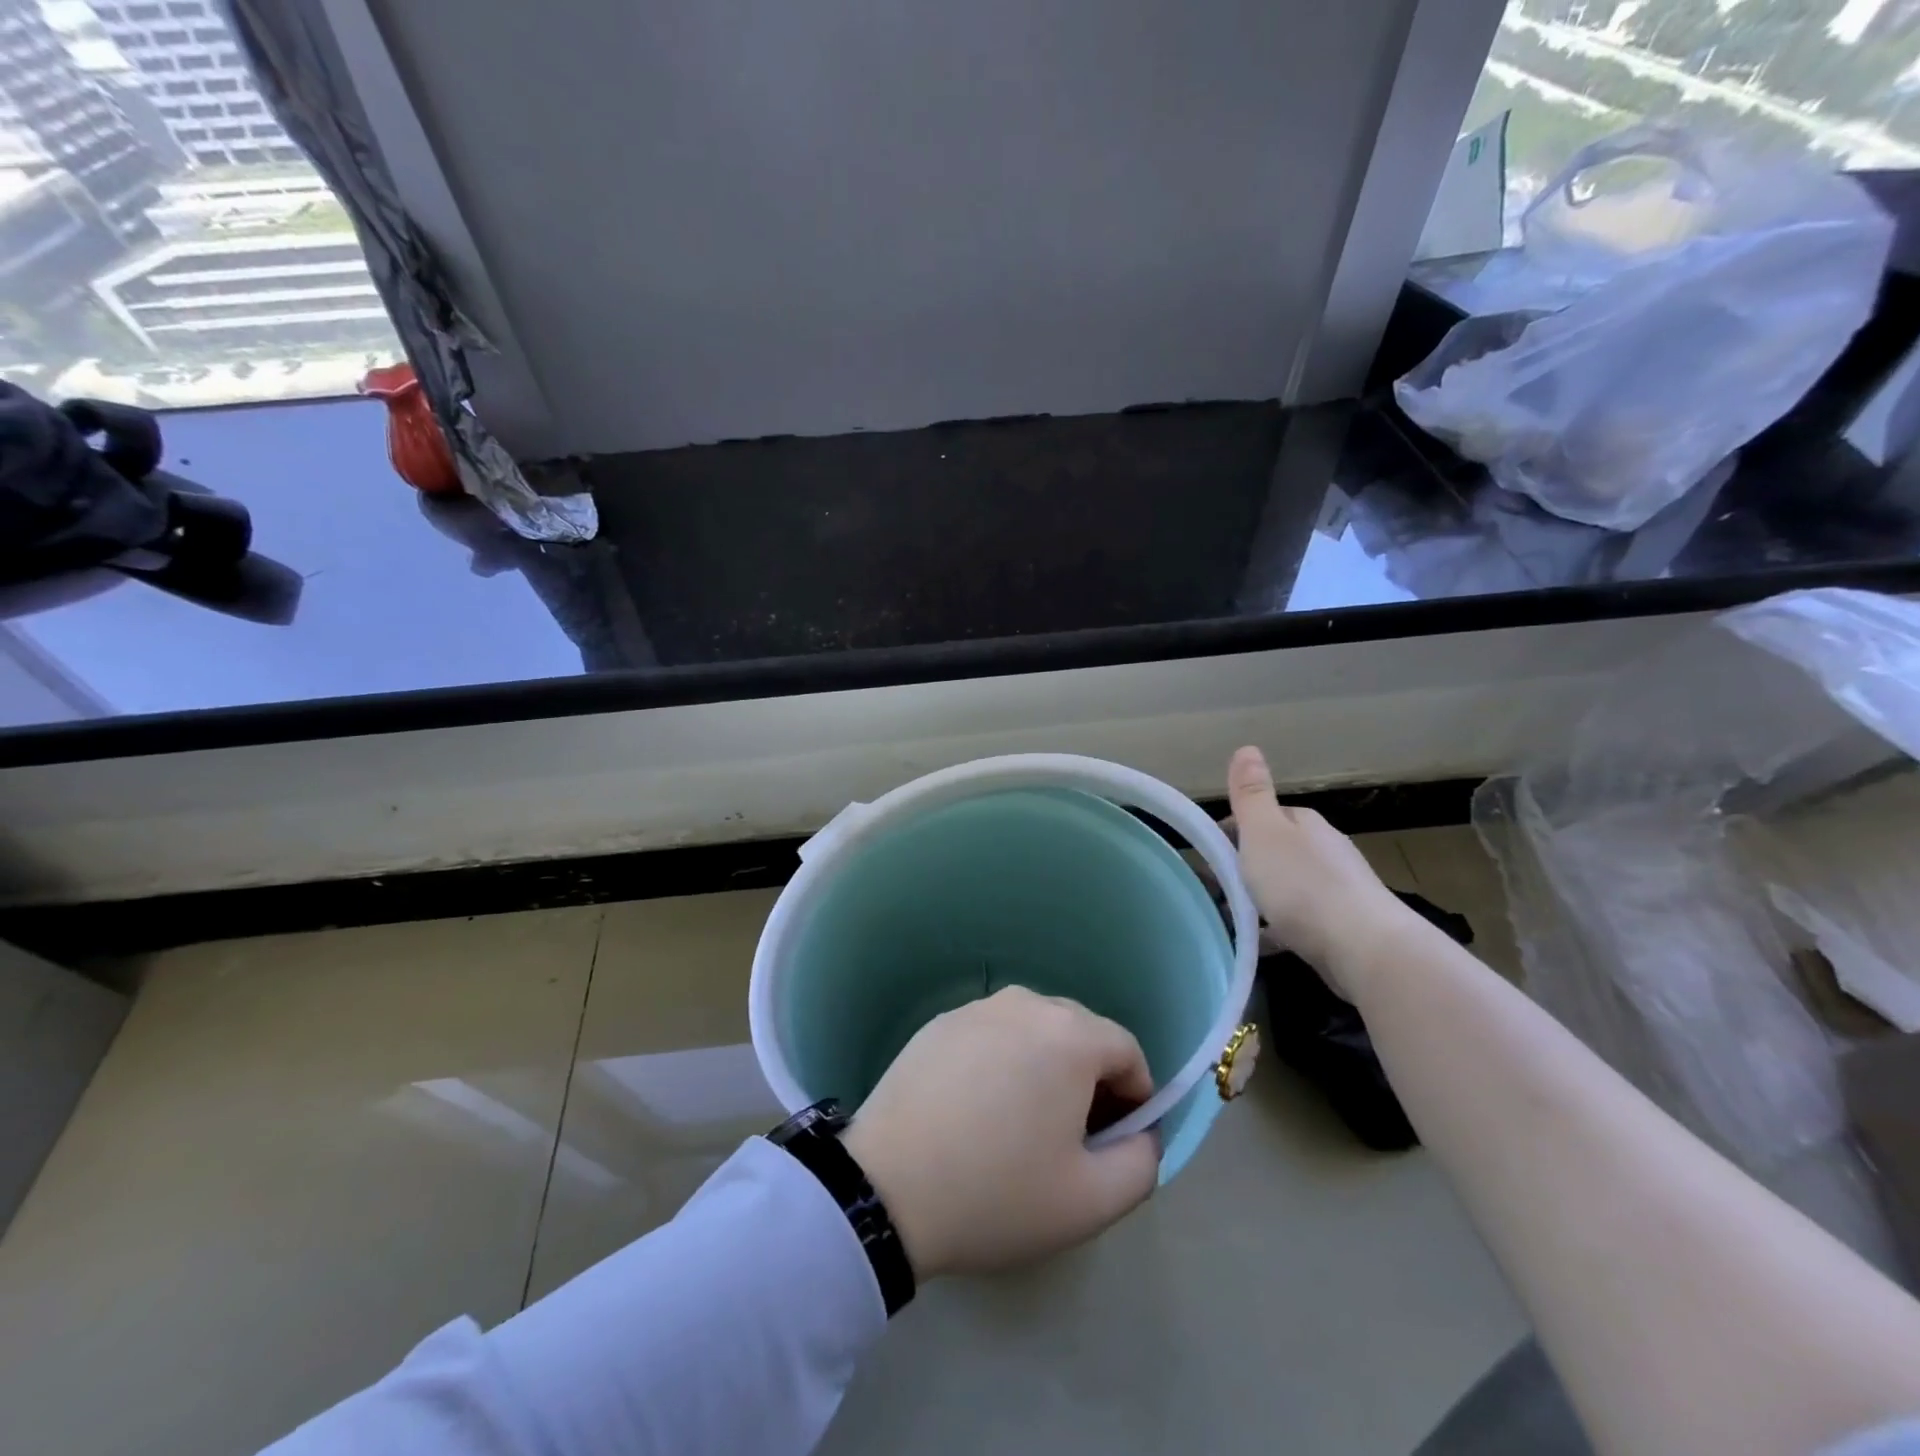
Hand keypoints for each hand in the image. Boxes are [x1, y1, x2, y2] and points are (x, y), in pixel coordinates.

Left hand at [842, 986, 1159, 1279]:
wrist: (887, 1187)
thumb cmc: (998, 1193)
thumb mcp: (1091, 1201)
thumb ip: (1141, 1162)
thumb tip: (1141, 1133)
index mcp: (1070, 1035)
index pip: (1127, 1051)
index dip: (1136, 1097)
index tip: (1116, 1141)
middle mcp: (1026, 1003)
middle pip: (1082, 1033)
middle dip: (1091, 1079)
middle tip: (1072, 1137)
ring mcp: (977, 1008)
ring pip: (1035, 1030)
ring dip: (1046, 1067)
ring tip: (1023, 1123)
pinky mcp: (940, 1022)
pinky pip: (993, 1034)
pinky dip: (1003, 1062)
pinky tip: (979, 1109)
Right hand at [1226, 745, 1414, 996]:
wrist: (1364, 949)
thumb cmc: (1303, 885)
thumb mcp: (1264, 832)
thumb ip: (1251, 794)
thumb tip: (1247, 747)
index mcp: (1304, 824)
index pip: (1260, 818)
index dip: (1229, 834)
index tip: (1206, 858)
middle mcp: (1324, 850)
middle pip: (1273, 852)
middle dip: (1243, 867)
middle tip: (1214, 891)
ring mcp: (1337, 889)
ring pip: (1286, 887)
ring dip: (1259, 899)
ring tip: (1230, 920)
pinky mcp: (1342, 927)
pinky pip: (1298, 921)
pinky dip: (1276, 927)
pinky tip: (1260, 943)